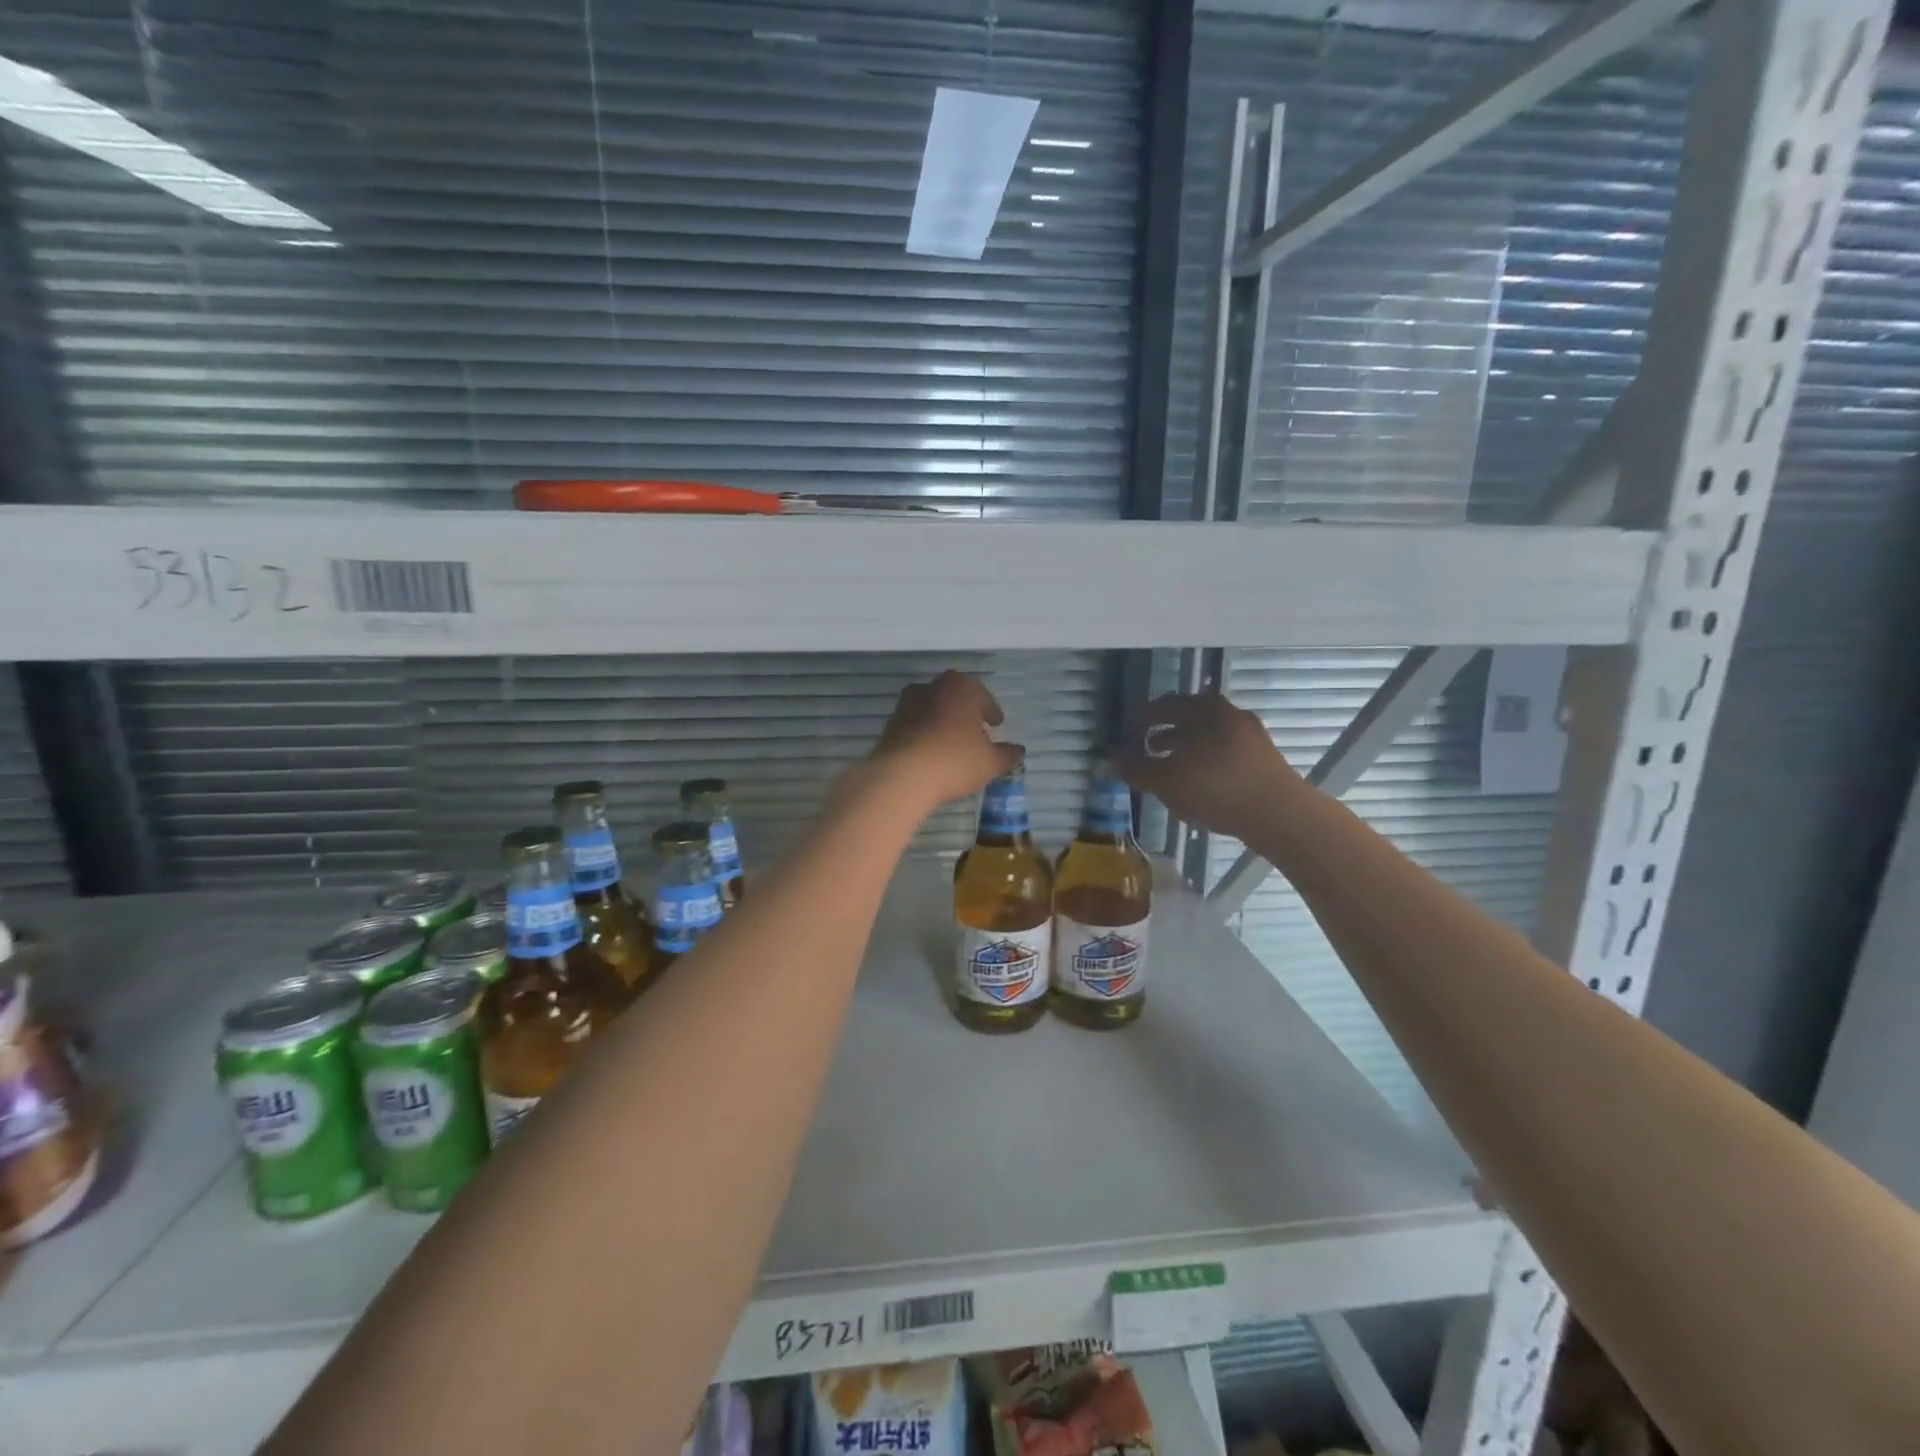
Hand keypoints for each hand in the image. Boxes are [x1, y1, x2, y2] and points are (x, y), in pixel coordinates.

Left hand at [870, 670, 1022, 809]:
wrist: (903, 775)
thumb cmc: (955, 760)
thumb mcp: (991, 762)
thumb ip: (1007, 754)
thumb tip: (1018, 751)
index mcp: (961, 686)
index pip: (984, 699)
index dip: (992, 714)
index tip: (996, 726)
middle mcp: (933, 686)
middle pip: (957, 700)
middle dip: (967, 716)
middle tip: (977, 735)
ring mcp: (907, 703)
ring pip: (934, 711)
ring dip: (944, 724)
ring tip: (953, 747)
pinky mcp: (891, 723)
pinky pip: (917, 726)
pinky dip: (926, 735)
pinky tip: (932, 754)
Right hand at [1115, 693, 1301, 843]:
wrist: (1279, 814)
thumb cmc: (1214, 787)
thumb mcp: (1164, 780)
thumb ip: (1135, 768)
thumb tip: (1110, 758)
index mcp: (1203, 708)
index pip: (1163, 705)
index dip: (1141, 718)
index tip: (1127, 731)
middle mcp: (1228, 713)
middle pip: (1188, 719)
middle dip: (1164, 733)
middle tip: (1145, 747)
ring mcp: (1250, 735)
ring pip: (1207, 737)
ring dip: (1185, 749)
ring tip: (1168, 769)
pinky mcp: (1263, 759)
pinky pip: (1224, 753)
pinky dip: (1206, 762)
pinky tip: (1197, 783)